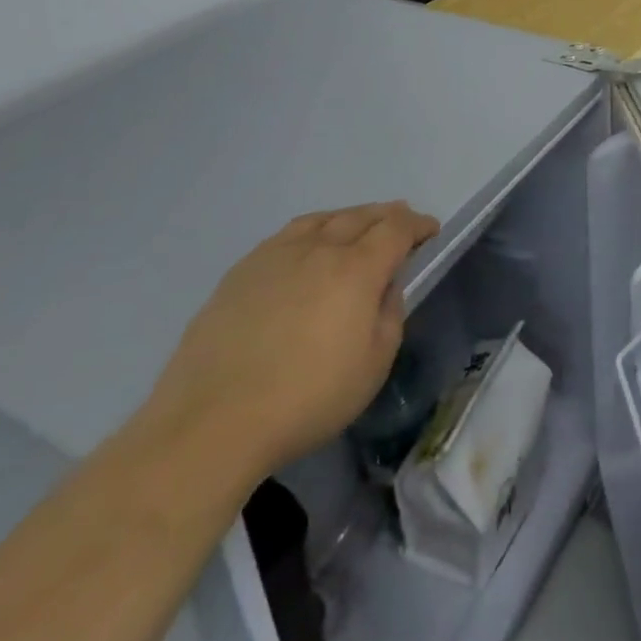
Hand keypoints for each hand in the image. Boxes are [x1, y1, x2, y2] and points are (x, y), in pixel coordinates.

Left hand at [140, 203, 438, 481]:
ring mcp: (275, 256)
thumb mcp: (373, 365)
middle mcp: (319, 248)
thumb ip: (390, 315)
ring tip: (356, 227)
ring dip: (349, 218)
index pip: (397, 228)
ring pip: (322, 219)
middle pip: (361, 216)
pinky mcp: (241, 272)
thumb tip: (386, 287)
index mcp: (357, 268)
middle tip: (400, 222)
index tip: (430, 231)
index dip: (418, 225)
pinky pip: (288, 235)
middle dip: (387, 216)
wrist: (210, 425)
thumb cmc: (306, 399)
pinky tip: (307, 248)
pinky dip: (312, 231)